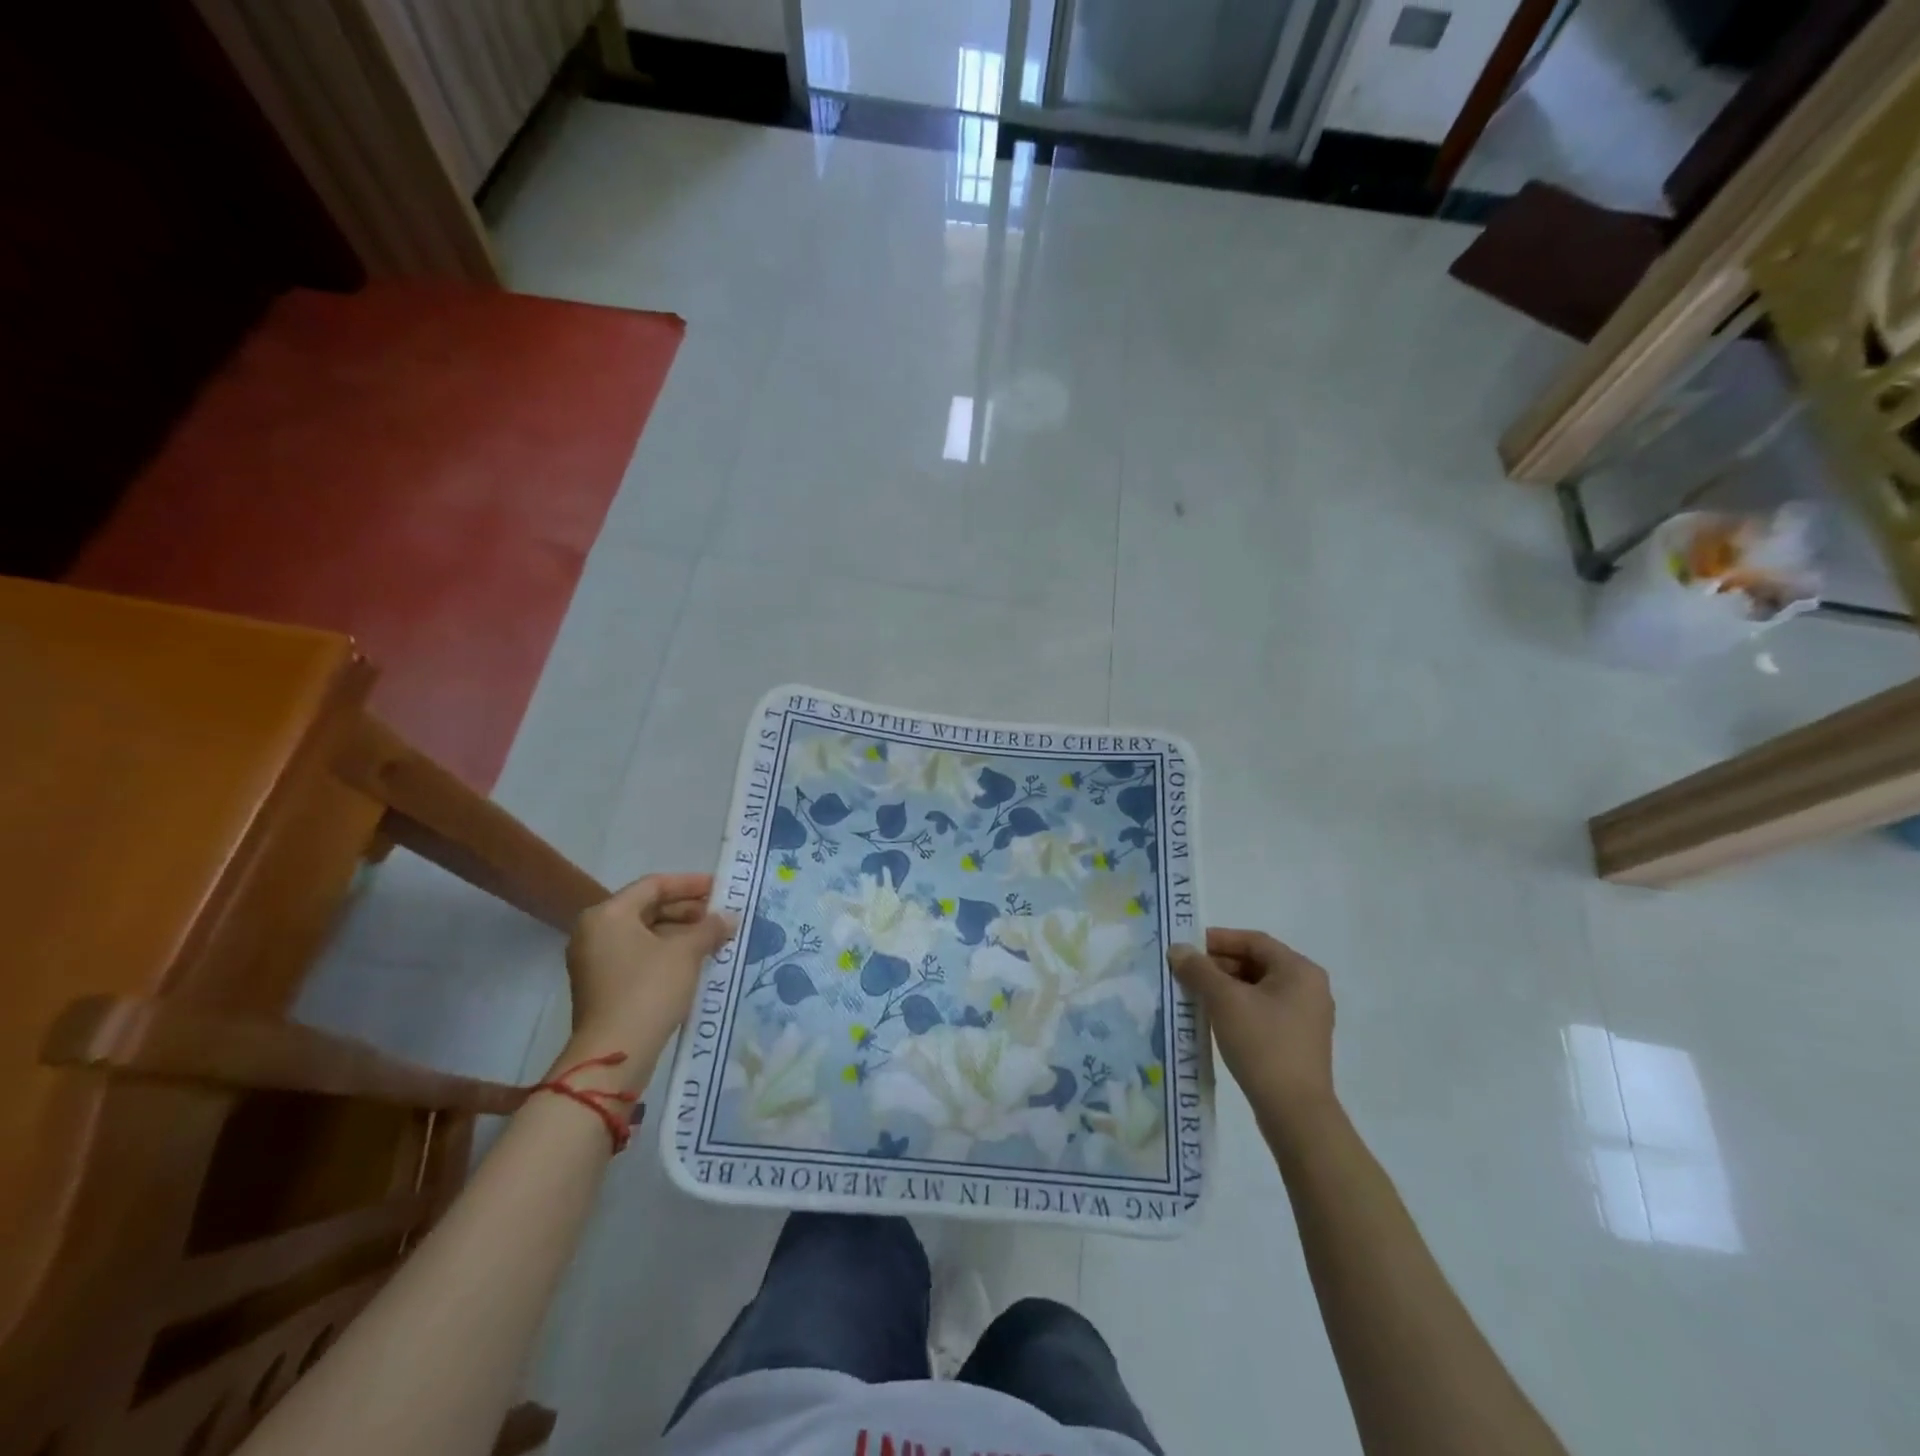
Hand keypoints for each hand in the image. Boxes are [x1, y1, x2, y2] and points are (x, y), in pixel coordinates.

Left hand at [566, 873, 735, 1039]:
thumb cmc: (649, 988)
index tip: (720, 888)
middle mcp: (595, 932)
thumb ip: (709, 928)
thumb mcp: (686, 952)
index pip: (654, 885)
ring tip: (715, 939)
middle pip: (648, 909)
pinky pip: (639, 957)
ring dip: (681, 934)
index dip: (690, 884)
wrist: (616, 1052)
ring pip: (645, 935)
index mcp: (608, 914)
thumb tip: (729, 917)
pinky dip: (667, 954)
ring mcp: (596, 961)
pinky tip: (697, 961)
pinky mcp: (603, 987)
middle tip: (721, 916)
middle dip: (688, 911)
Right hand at [1169, 927, 1335, 1124]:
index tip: (1187, 946)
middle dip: (1218, 965)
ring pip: (1257, 988)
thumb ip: (1199, 969)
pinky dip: (1237, 1007)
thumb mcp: (1224, 1001)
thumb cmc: (1263, 1044)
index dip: (1218, 939)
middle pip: (1256, 963)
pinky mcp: (1297, 1040)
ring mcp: (1305, 1016)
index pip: (1254, 941)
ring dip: (1224, 987)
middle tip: (1185, 971)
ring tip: (1192, 994)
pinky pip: (1262, 1010)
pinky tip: (1212, 1017)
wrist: (1295, 1112)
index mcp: (1299, 970)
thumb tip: (1178, 949)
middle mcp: (1308, 988)